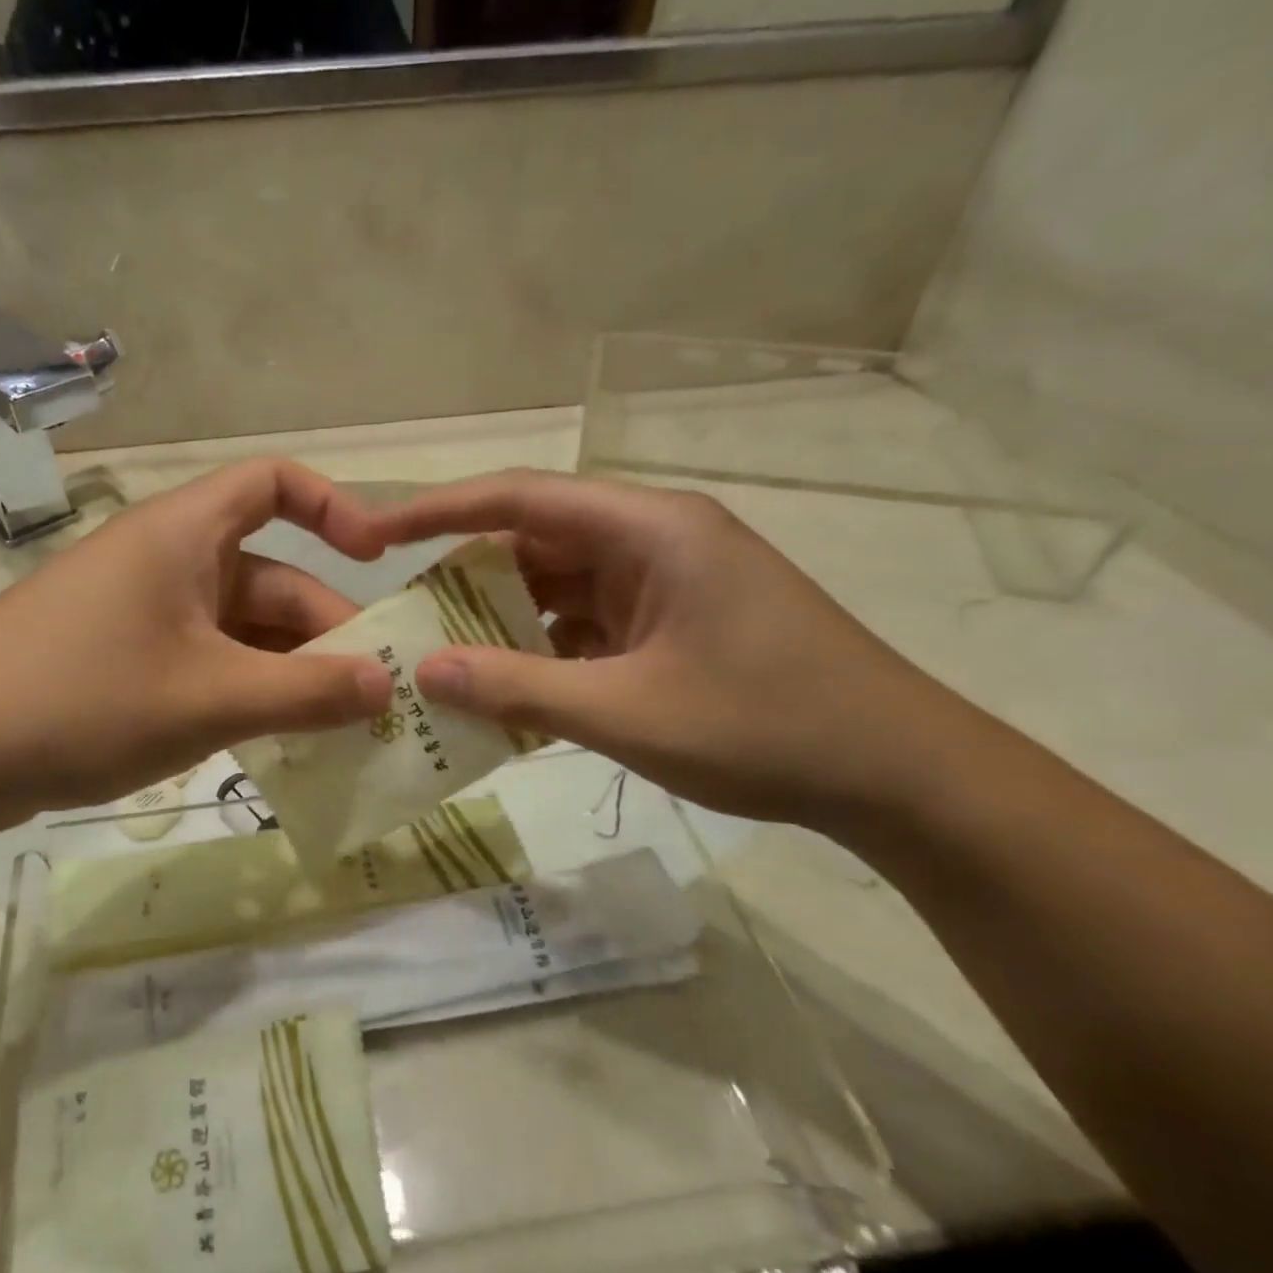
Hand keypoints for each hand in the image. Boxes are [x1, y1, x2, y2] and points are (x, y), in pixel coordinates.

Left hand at [0, 461, 392, 834]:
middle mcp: (166, 562)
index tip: (380, 560)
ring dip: (288, 672)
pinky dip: (245, 691)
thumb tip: (389, 684)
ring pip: (240, 631)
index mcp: (184, 535)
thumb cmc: (82, 701)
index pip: (274, 483)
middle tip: (373, 696)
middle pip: (270, 578)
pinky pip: (206, 663)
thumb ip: (307, 691)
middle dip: (324, 632)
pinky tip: (273, 739)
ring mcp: (142, 615)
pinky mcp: (123, 661)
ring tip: (337, 728)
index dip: (335, 509)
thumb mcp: (210, 699)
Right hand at [368, 471, 977, 828]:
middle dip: (467, 577)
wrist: (896, 774)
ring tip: (446, 658)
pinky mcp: (675, 622)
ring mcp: (668, 582)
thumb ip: (518, 689)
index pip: (520, 498)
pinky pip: (588, 621)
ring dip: (506, 619)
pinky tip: (513, 688)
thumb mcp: (626, 714)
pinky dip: (546, 649)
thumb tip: (425, 672)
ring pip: (560, 585)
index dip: (439, 512)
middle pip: (536, 539)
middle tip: (406, 618)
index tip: (376, 536)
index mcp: (650, 530)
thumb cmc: (766, 728)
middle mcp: (656, 539)